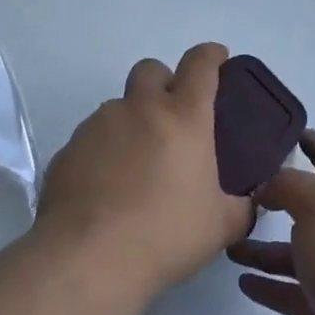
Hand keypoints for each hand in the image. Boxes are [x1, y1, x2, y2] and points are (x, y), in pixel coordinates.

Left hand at [38, 43, 254, 298]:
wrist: (88, 259)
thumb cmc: (165, 234)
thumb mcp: (221, 226)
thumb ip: (240, 206)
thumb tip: (246, 202)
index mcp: (184, 116)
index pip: (201, 64)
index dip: (211, 55)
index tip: (218, 59)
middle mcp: (140, 108)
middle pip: (151, 69)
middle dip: (164, 82)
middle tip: (172, 118)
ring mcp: (99, 125)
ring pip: (118, 106)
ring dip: (132, 122)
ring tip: (136, 165)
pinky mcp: (68, 149)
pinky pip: (91, 139)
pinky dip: (103, 152)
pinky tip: (106, 189)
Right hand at [226, 131, 314, 314]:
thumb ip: (288, 186)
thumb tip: (267, 185)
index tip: (293, 131)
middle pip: (311, 208)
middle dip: (281, 198)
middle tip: (243, 190)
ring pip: (295, 254)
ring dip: (264, 247)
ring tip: (229, 243)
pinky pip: (290, 292)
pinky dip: (268, 285)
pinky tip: (242, 281)